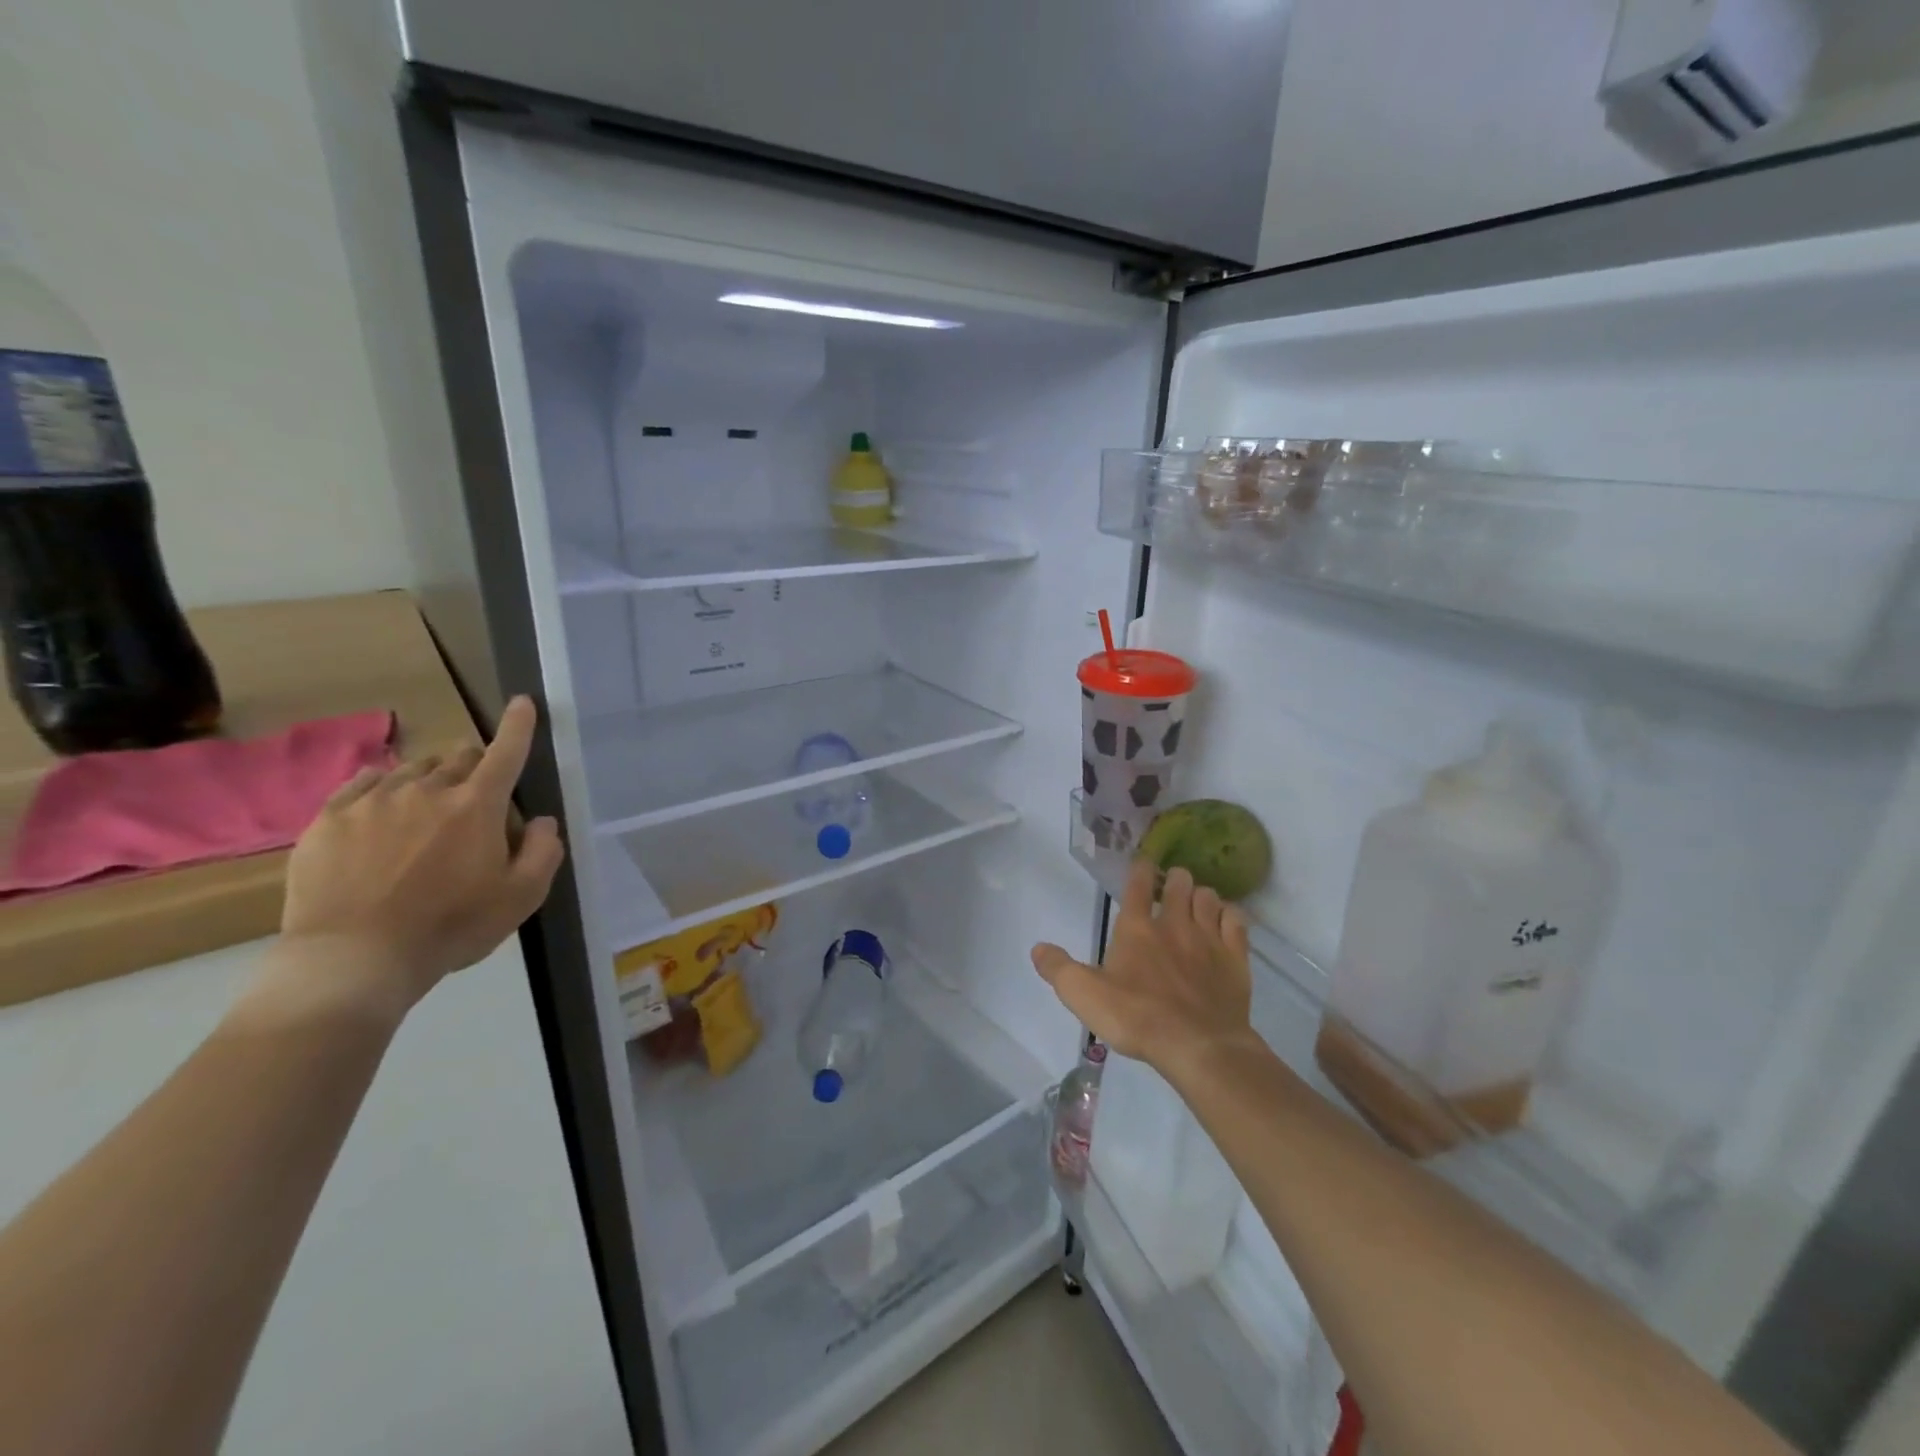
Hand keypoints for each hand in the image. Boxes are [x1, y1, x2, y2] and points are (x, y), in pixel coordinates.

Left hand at [279, 696, 565, 1011]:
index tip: (522, 702)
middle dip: (474, 766)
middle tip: (474, 797)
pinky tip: (383, 808)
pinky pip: (363, 783)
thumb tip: (540, 820)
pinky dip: (382, 786)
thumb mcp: (521, 897)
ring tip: (426, 809)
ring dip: (430, 779)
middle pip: (458, 757)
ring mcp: (373, 800)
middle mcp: (427, 790)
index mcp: (477, 806)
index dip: (519, 725)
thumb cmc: (450, 927)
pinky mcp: (329, 818)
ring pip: (412, 769)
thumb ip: (543, 851)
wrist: (353, 958)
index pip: (506, 752)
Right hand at [1031, 859, 1255, 1076]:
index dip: (1138, 870)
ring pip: (1209, 897)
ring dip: (1201, 894)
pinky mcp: (1235, 958)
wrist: (1199, 1045)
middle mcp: (1174, 923)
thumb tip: (1038, 947)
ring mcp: (1209, 938)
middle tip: (1171, 886)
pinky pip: (1237, 921)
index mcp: (1136, 928)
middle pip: (1179, 883)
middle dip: (1174, 878)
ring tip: (1197, 902)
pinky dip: (1230, 915)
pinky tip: (1226, 921)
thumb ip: (1058, 969)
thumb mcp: (1084, 996)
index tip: (1142, 863)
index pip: (1137, 885)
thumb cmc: (1137, 1017)